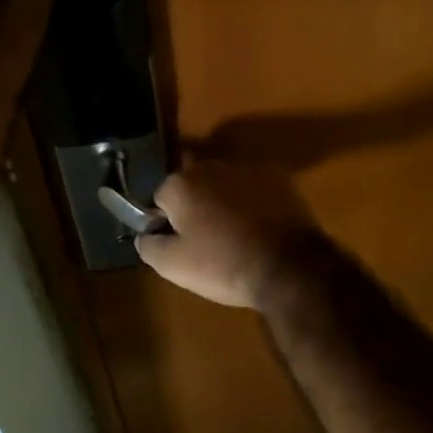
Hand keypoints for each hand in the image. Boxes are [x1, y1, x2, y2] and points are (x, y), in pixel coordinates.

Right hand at [136, 161, 326, 310]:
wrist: (289, 267)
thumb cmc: (224, 265)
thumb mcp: (174, 267)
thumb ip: (149, 246)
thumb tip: (144, 235)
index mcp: (181, 184)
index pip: (160, 198)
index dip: (167, 222)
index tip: (181, 244)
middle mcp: (211, 165)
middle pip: (193, 186)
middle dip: (196, 206)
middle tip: (208, 241)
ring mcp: (247, 168)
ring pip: (225, 184)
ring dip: (225, 202)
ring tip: (238, 236)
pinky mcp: (279, 176)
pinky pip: (255, 188)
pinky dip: (255, 202)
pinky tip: (262, 228)